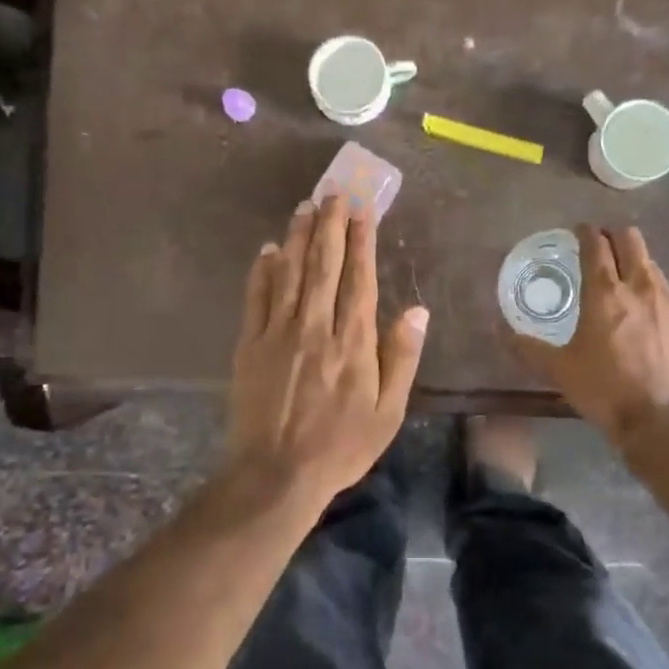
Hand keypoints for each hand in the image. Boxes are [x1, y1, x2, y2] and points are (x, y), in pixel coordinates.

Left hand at [223, 194, 428, 509]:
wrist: (275, 475)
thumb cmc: (340, 446)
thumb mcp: (388, 412)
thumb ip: (402, 357)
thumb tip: (417, 310)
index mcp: (354, 342)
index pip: (359, 279)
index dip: (361, 242)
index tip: (363, 211)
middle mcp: (316, 326)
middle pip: (323, 265)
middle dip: (329, 225)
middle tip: (333, 193)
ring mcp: (279, 333)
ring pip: (290, 272)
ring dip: (298, 236)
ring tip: (305, 206)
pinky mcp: (250, 344)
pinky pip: (257, 297)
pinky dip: (263, 270)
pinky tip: (269, 249)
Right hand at [510, 225, 668, 444]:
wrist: (663, 422)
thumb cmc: (604, 390)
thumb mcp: (558, 370)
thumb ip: (527, 346)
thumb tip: (498, 329)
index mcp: (605, 292)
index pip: (596, 243)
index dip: (586, 232)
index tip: (579, 231)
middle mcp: (641, 287)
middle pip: (632, 239)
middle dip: (615, 236)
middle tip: (603, 248)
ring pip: (653, 267)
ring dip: (636, 266)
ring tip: (625, 286)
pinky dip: (656, 302)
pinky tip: (651, 325)